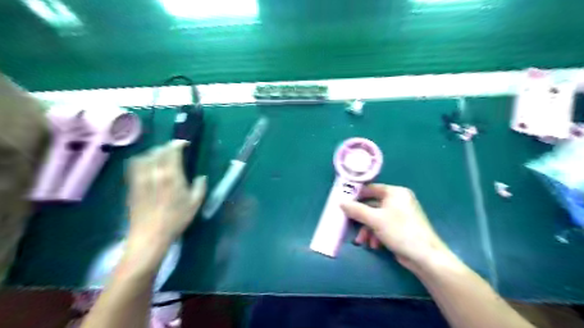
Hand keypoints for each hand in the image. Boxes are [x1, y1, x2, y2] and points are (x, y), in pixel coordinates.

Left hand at [126, 140, 205, 247]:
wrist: (150, 236)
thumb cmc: (176, 219)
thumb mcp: (195, 203)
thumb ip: (200, 187)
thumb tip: (201, 177)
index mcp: (171, 175)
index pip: (172, 151)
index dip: (178, 144)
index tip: (185, 144)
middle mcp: (154, 172)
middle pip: (157, 151)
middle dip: (167, 147)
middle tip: (175, 150)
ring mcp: (140, 178)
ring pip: (144, 156)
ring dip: (154, 152)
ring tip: (161, 156)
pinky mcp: (132, 186)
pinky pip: (134, 166)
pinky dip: (142, 160)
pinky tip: (147, 166)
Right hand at [344, 185, 450, 270]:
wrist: (425, 256)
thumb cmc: (400, 231)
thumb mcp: (375, 219)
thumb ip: (356, 210)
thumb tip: (340, 202)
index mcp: (395, 193)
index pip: (371, 188)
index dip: (357, 195)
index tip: (344, 203)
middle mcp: (398, 201)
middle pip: (372, 205)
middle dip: (361, 219)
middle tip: (349, 225)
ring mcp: (400, 214)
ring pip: (376, 218)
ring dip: (367, 230)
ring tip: (363, 242)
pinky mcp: (401, 227)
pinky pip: (383, 226)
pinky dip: (376, 235)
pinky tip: (374, 245)